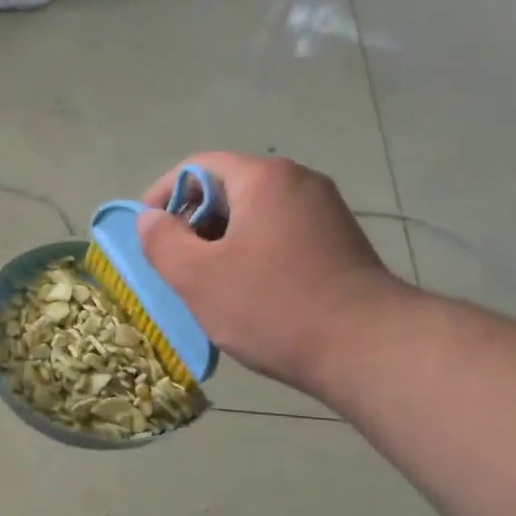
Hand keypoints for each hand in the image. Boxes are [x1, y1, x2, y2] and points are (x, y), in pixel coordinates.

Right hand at [135, 153, 414, 396]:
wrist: (367, 348)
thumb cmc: (272, 306)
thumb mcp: (198, 278)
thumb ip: (162, 241)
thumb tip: (149, 218)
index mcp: (265, 178)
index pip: (197, 166)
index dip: (163, 194)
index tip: (147, 231)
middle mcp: (300, 182)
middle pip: (229, 189)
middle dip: (193, 223)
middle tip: (176, 265)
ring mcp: (326, 212)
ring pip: (255, 215)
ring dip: (222, 242)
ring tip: (209, 285)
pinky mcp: (340, 243)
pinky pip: (281, 236)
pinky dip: (254, 254)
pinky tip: (249, 294)